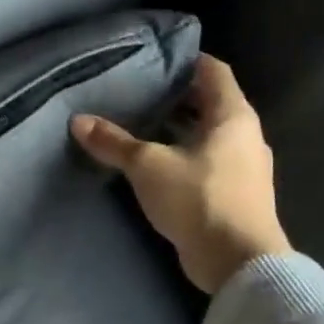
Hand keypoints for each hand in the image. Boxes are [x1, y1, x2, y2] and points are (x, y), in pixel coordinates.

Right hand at [71, 55, 291, 292]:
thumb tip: (78, 121)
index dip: (187, 60)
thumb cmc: (199, 199)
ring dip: (180, 128)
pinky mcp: (237, 194)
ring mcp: (245, 167)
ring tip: (142, 124)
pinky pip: (209, 161)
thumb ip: (113, 142)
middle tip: (139, 91)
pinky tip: (156, 163)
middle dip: (177, 96)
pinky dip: (185, 154)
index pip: (214, 71)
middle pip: (211, 103)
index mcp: (233, 117)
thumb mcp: (147, 166)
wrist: (239, 265)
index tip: (156, 58)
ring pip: (209, 134)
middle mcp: (245, 136)